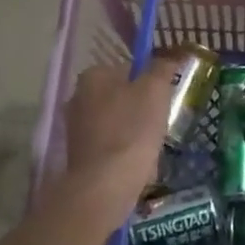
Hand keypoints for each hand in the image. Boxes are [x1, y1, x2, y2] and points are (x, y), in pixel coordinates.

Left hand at [58, 59, 175, 215]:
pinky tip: (139, 166)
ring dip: (137, 132)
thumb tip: (167, 59)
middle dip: (143, 109)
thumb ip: (162, 68)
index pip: (129, 68)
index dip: (151, 81)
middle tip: (161, 122)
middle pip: (123, 96)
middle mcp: (78, 98)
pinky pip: (112, 146)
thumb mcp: (156, 89)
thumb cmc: (132, 129)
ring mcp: (76, 129)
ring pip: (119, 123)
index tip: (164, 98)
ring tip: (152, 148)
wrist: (105, 185)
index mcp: (92, 75)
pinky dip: (126, 153)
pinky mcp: (80, 156)